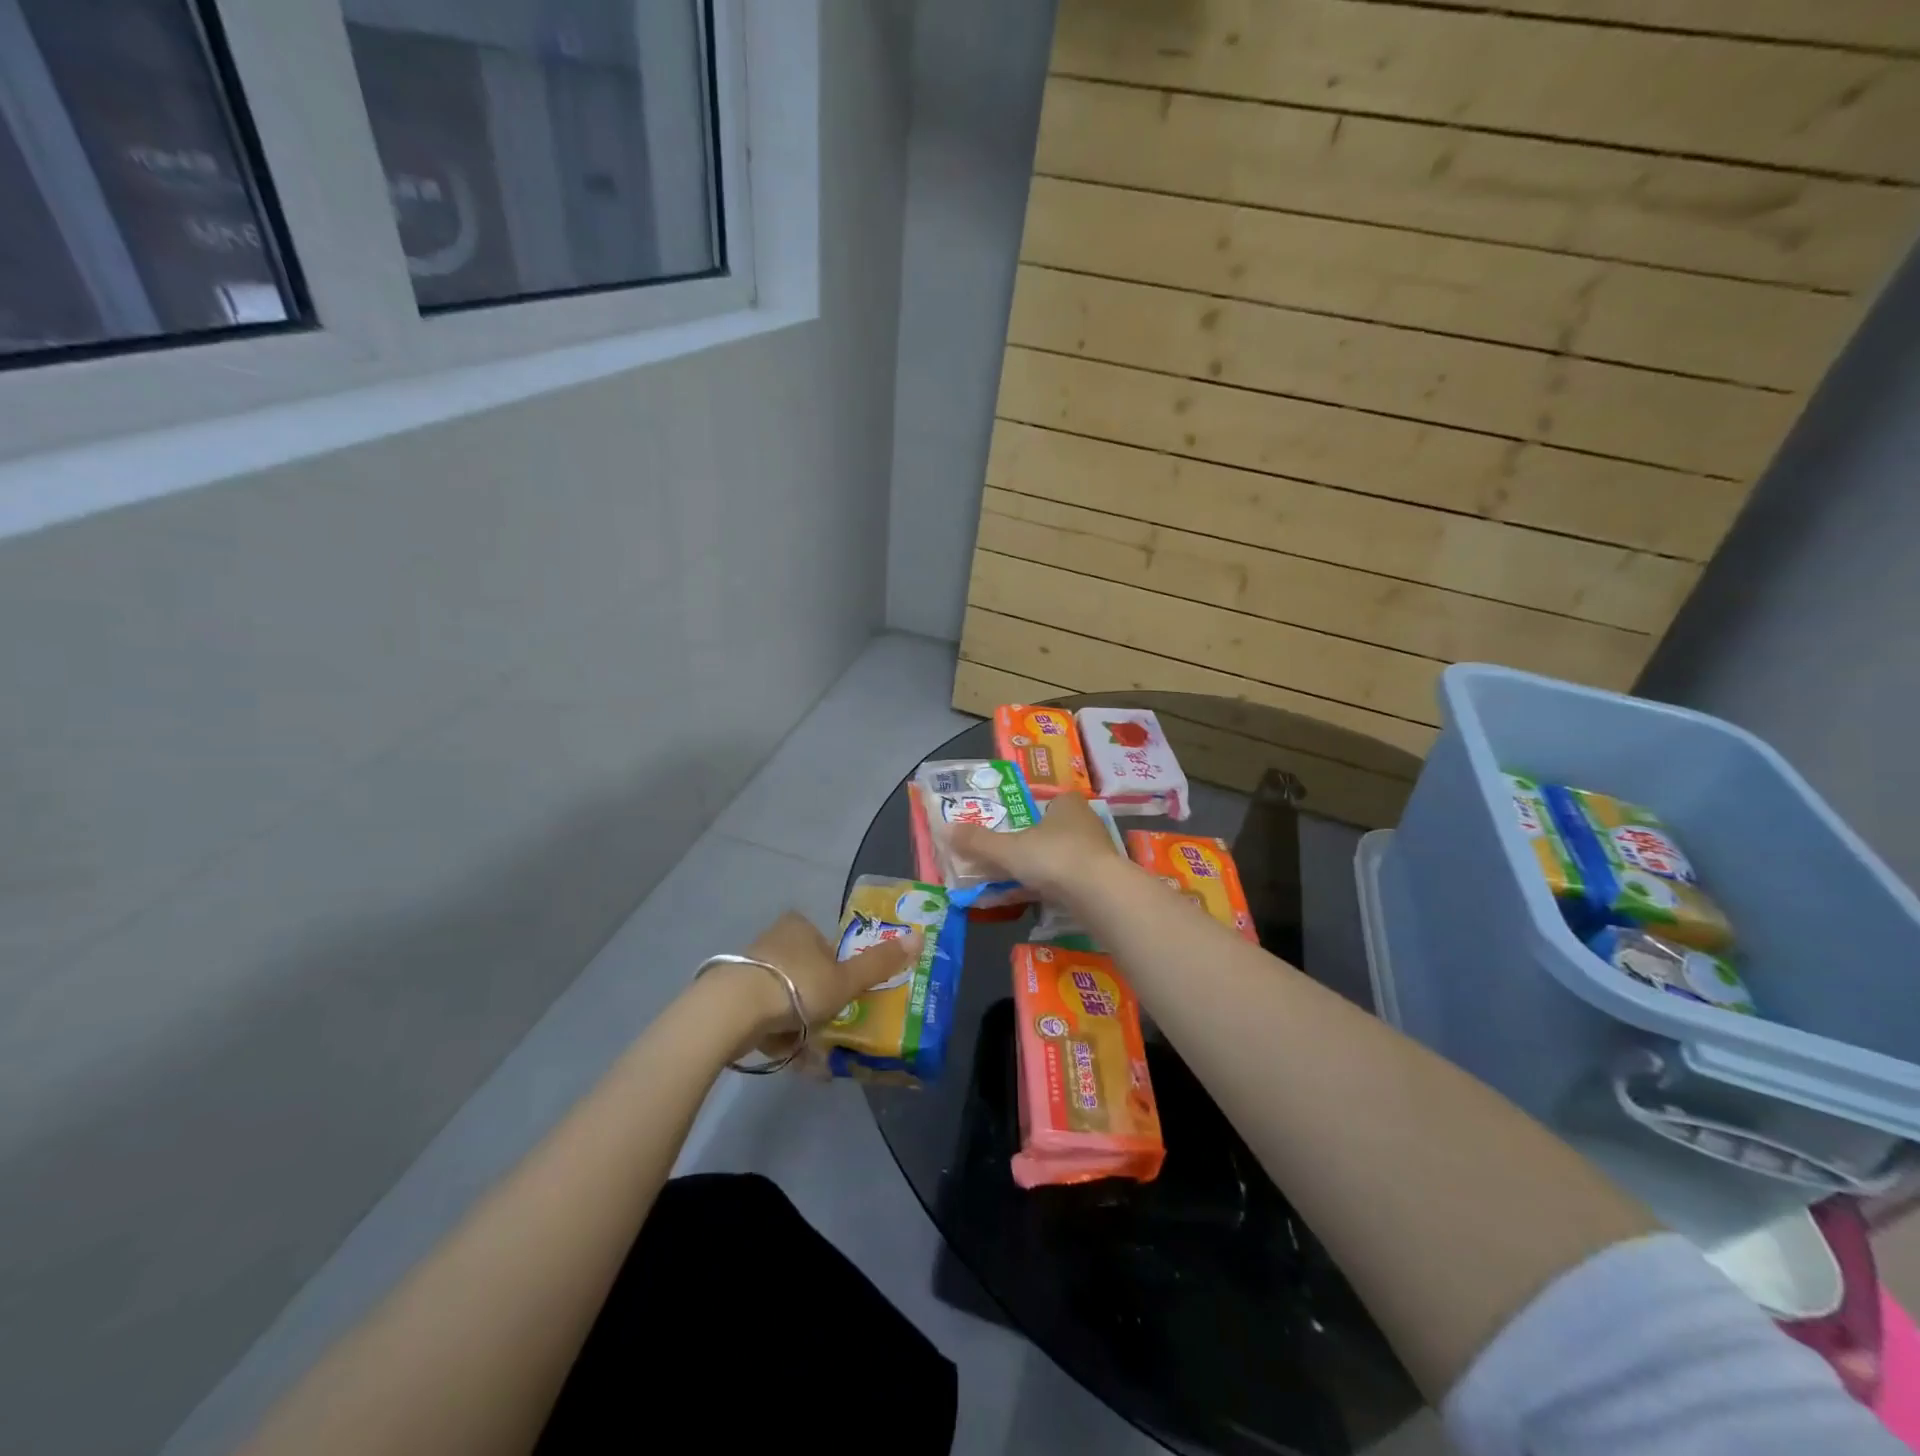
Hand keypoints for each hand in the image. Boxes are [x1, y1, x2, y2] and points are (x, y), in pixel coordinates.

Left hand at [726, 912, 921, 1055]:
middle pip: (806, 973)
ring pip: (784, 998)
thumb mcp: (845, 979)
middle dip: (818, 1004)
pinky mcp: (730, 996)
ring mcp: (749, 968)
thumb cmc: (796, 986)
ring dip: (799, 1025)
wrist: (731, 1012)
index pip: (828, 946)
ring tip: (811, 1054)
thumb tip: (920, 938)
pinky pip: (763, 1016)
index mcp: (800, 927)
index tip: (844, 997)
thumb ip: (879, 963)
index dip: (839, 971)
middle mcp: (773, 940)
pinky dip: (777, 1035)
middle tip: (830, 1029)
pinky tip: (787, 1057)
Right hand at [947, 792, 1128, 901]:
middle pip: (1053, 831)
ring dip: (1042, 870)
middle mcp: (1086, 823)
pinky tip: (1037, 902)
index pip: (1049, 801)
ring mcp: (1097, 854)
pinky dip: (1054, 889)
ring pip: (1062, 858)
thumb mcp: (1008, 849)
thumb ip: (978, 842)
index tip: (1012, 829)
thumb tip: (945, 830)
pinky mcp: (1103, 882)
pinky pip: (1071, 881)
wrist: (1100, 894)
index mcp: (1067, 805)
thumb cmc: (1053, 857)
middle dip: (1033, 846)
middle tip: (1007, 859)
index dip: (1031, 812)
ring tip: (1016, 884)